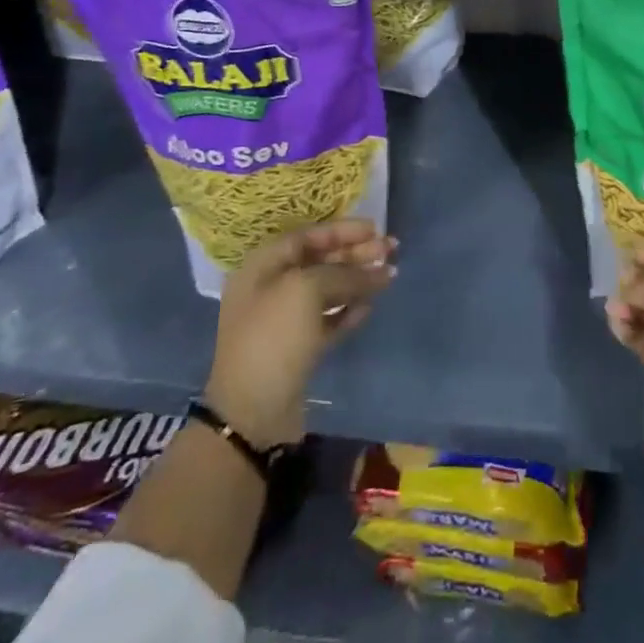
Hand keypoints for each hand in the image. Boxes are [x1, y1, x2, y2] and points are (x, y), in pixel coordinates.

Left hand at [205, 220, 393, 448]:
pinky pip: (329, 319)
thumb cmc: (273, 337)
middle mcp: (271, 288)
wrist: (252, 413)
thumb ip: (344, 273)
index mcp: (263, 267)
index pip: (307, 236)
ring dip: (358, 280)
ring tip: (390, 276)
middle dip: (356, 253)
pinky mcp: (299, 348)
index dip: (342, 230)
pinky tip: (370, 306)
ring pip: (328, 290)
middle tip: (391, 249)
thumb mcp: (306, 290)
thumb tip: (379, 269)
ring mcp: (285, 321)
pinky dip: (349, 310)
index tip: (375, 229)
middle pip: (320, 261)